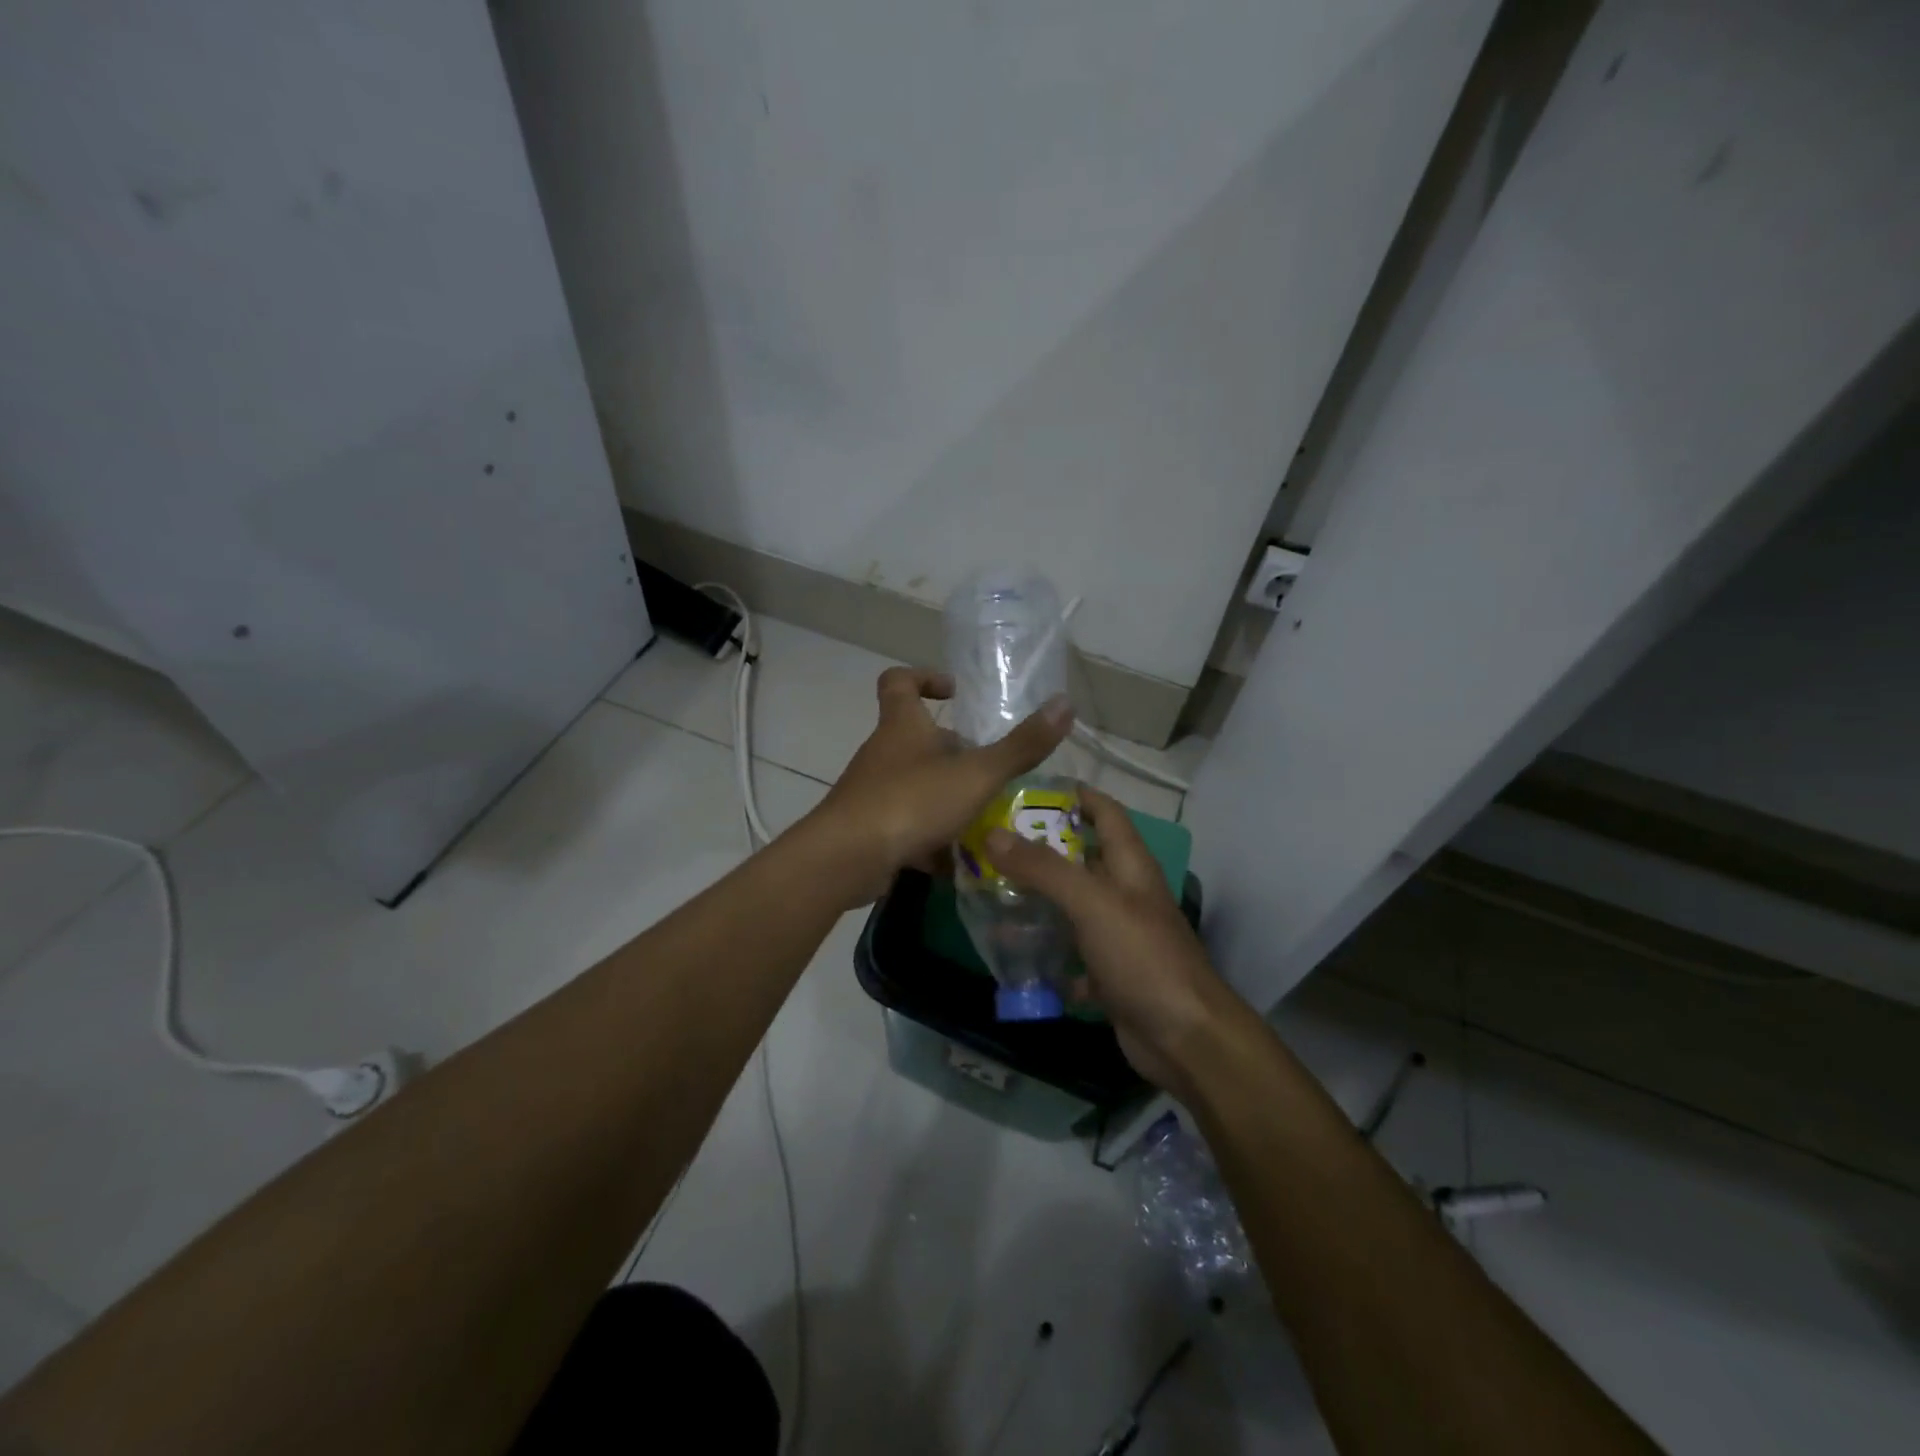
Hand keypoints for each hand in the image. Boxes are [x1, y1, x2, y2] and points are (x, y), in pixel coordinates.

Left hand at [801, 667, 1074, 904]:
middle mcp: (883, 754)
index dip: (924, 677)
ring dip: (947, 796)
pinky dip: (931, 838)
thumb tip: (1065, 704)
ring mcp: (872, 793)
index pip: (898, 681)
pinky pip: (906, 825)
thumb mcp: (976, 774)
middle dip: (953, 751)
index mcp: (901, 726)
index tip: (954, 691)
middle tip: (990, 768)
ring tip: (986, 816)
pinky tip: (958, 860)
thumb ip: (1021, 745)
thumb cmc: (911, 802)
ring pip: (914, 785)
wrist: (846, 860)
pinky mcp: (869, 829)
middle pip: (915, 738)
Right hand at [986, 787, 1250, 1095]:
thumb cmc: (1142, 956)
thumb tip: (993, 834)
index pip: (1105, 812)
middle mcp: (1125, 893)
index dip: (1074, 796)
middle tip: (990, 844)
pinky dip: (1044, 952)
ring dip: (1036, 902)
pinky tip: (1012, 953)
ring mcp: (1118, 935)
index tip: (1028, 790)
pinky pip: (1069, 953)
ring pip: (1071, 907)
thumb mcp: (1091, 903)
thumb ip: (1043, 868)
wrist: (1184, 1037)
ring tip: (989, 894)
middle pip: (1080, 859)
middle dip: (1039, 850)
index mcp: (1130, 865)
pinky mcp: (1109, 973)